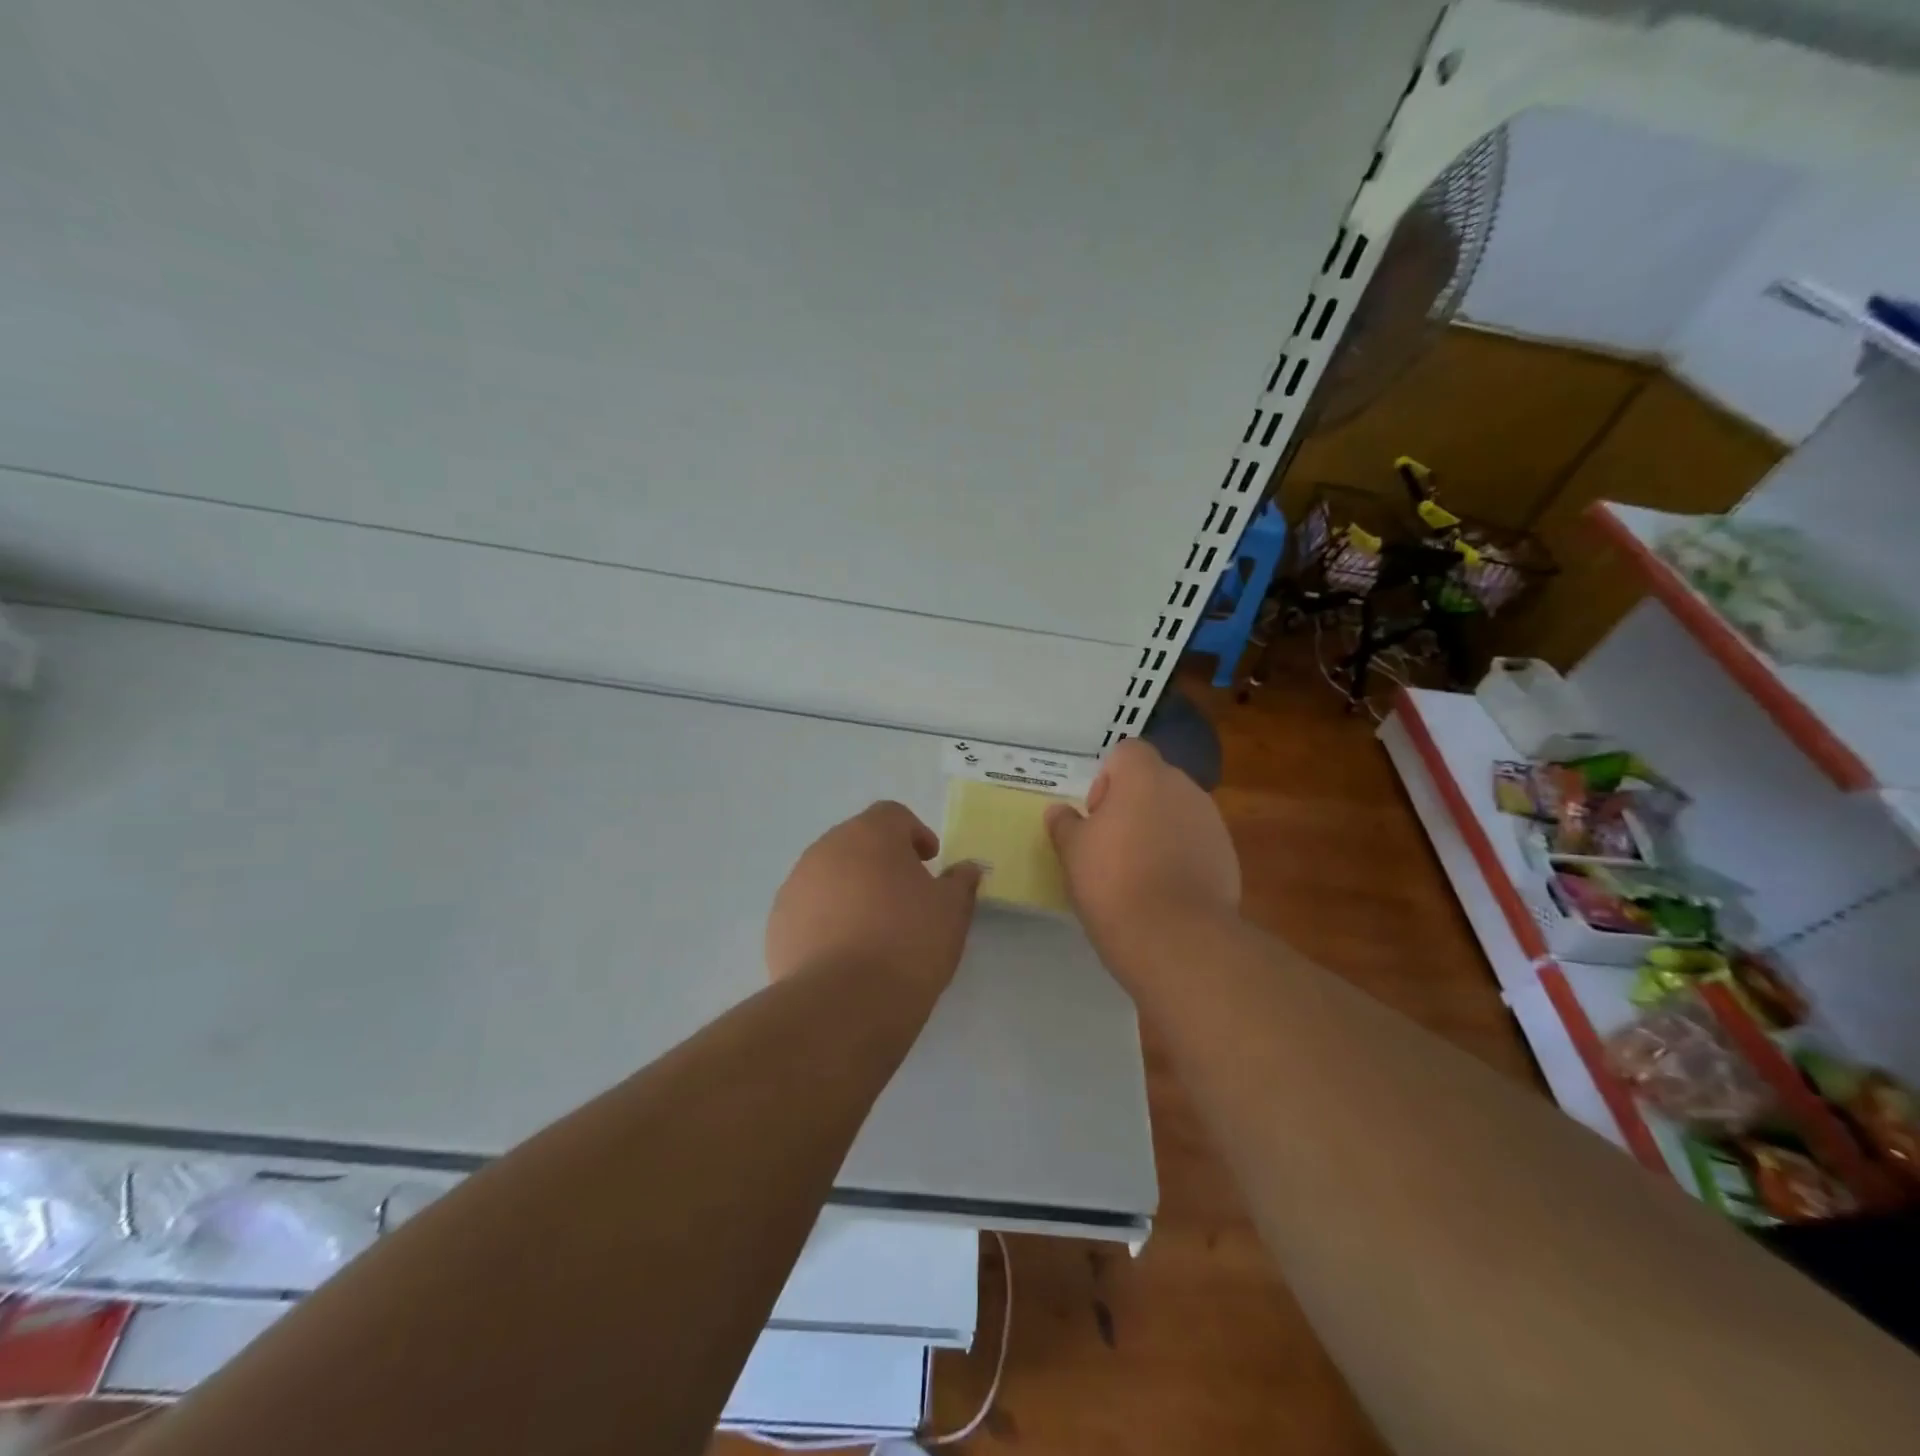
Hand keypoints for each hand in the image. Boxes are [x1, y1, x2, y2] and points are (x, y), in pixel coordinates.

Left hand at [766, 801, 983, 992]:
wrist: (842, 1004)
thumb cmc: (907, 943)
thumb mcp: (952, 912)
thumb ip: (960, 882)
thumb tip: (966, 869)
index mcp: (870, 834)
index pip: (893, 815)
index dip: (914, 834)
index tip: (929, 862)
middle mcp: (826, 849)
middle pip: (858, 842)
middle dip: (881, 862)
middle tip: (905, 895)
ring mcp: (796, 885)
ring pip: (830, 875)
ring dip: (852, 890)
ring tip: (874, 929)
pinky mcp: (778, 924)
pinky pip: (809, 910)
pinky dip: (827, 920)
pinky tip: (845, 954)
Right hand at [1045, 739, 1239, 955]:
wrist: (1175, 937)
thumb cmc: (1113, 882)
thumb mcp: (1072, 852)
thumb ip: (1065, 823)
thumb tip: (1060, 811)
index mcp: (1144, 777)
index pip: (1127, 751)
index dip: (1107, 778)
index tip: (1096, 816)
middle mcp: (1184, 788)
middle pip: (1154, 781)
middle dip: (1133, 805)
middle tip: (1111, 845)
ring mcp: (1212, 822)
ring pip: (1177, 812)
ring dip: (1158, 830)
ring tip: (1138, 872)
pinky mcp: (1227, 857)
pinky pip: (1196, 843)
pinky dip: (1180, 857)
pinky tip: (1164, 891)